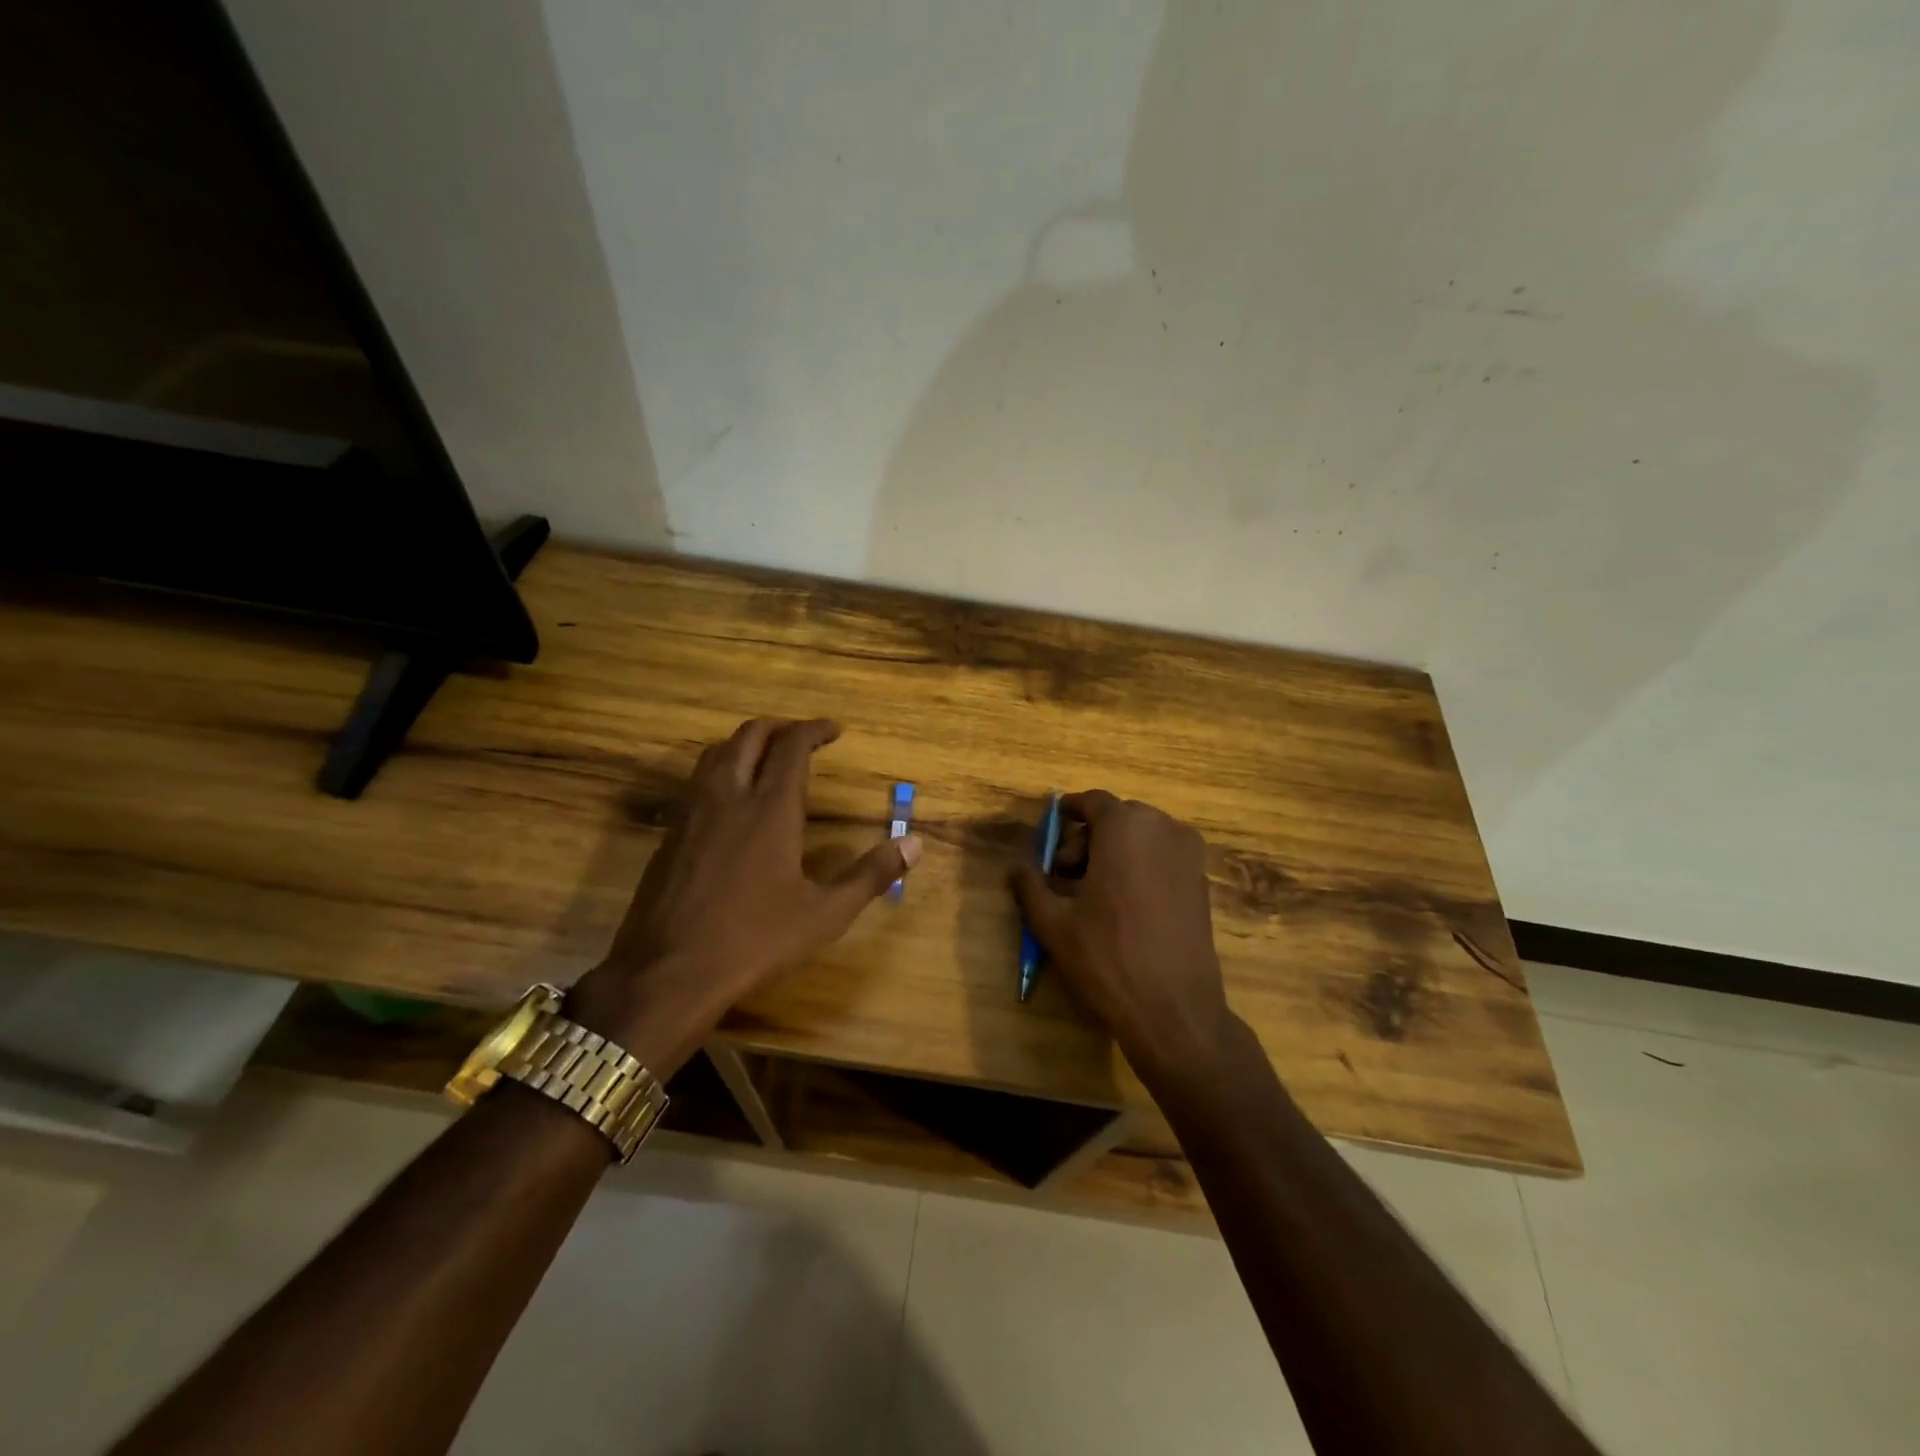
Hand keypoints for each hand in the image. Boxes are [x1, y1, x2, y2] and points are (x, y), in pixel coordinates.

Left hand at [568, 718, 920, 1073]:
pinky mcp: (669, 834)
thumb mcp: (826, 914)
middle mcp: (729, 797)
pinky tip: (730, 803)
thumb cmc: (755, 941)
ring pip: (716, 753)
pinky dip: (721, 771)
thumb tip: (915, 843)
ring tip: (767, 759)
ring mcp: (692, 813)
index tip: (834, 730)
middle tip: (802, 738)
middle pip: (750, 736)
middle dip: (779, 727)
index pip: (792, 745)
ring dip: (745, 744)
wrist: (668, 973)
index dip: (814, 729)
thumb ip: (871, 874)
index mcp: (770, 809)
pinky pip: (696, 782)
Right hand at [1010, 791, 1233, 1086]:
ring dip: (1113, 853)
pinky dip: (1139, 867)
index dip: (1067, 813)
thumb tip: (1015, 866)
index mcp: (1125, 827)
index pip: (1092, 801)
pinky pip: (1162, 857)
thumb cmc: (1107, 957)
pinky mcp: (1202, 880)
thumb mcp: (1053, 922)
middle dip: (1087, 840)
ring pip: (1141, 837)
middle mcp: (1163, 828)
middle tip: (1064, 877)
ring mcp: (1189, 854)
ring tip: (1092, 895)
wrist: (1174, 1009)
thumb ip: (1029, 884)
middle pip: (1116, 818)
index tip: (1050, 833)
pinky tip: (1123, 906)